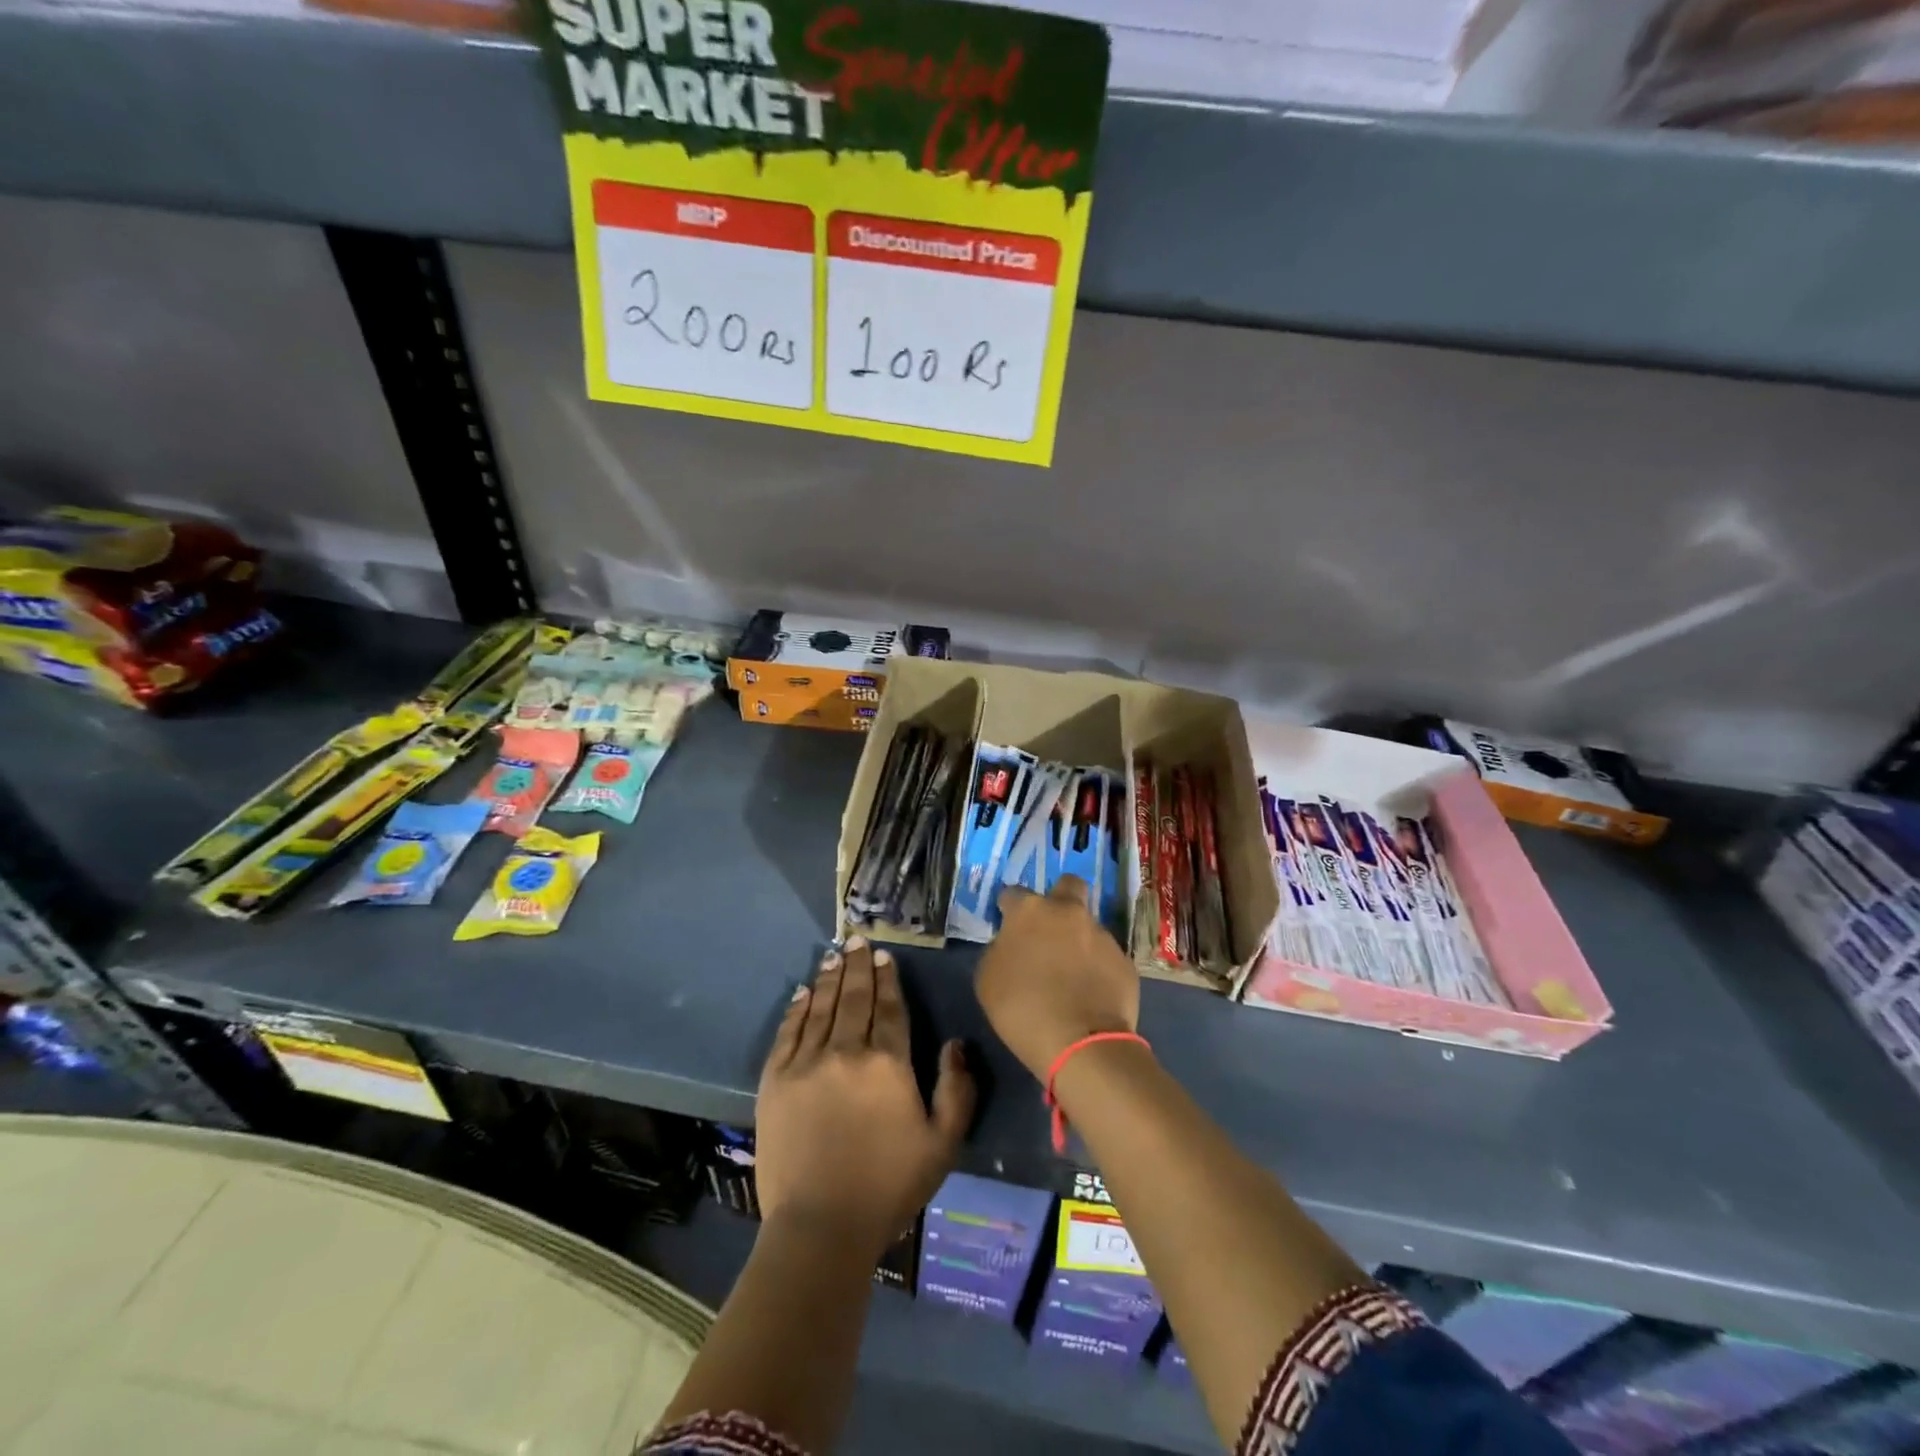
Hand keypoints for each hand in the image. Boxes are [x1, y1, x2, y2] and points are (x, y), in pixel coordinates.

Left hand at [755, 937, 974, 1256]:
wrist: (821, 1228)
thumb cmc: (889, 1187)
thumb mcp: (943, 1144)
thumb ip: (957, 1089)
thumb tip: (955, 1043)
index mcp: (888, 1063)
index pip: (889, 1007)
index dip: (888, 978)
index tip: (885, 955)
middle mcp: (847, 1051)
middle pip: (854, 998)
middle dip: (858, 966)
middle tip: (857, 941)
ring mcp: (807, 1063)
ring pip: (822, 1007)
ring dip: (830, 979)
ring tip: (834, 956)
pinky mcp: (775, 1080)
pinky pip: (788, 1032)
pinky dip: (797, 1008)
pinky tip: (804, 992)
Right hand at [976, 876, 1140, 1078]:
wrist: (1081, 1044)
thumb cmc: (1022, 1009)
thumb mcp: (988, 979)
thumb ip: (1000, 950)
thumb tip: (1012, 944)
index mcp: (1030, 911)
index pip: (1013, 893)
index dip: (1009, 908)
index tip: (1008, 925)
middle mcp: (1069, 912)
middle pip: (1068, 886)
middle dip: (1059, 899)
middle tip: (1050, 929)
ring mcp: (1102, 934)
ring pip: (1088, 926)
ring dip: (1079, 941)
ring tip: (1072, 976)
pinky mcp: (1124, 960)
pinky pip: (1106, 957)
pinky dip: (1097, 969)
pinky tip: (1091, 994)